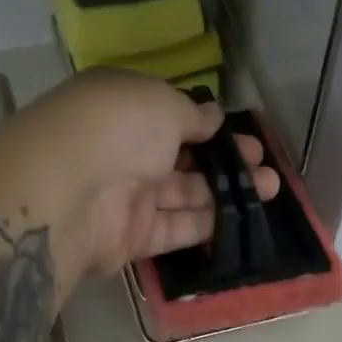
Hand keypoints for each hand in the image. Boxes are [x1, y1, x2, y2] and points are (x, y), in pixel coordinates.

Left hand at [24, 70, 278, 275]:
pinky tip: (243, 218)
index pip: (170, 116)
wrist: (69, 193)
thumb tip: (212, 117)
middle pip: (182, 158)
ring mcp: (127, 197)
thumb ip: (192, 114)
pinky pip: (175, 229)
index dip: (208, 126)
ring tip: (271, 188)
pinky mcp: (132, 238)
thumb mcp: (162, 104)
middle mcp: (123, 151)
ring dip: (227, 192)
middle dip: (226, 161)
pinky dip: (207, 224)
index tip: (242, 134)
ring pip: (184, 194)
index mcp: (122, 109)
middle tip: (265, 165)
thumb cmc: (117, 129)